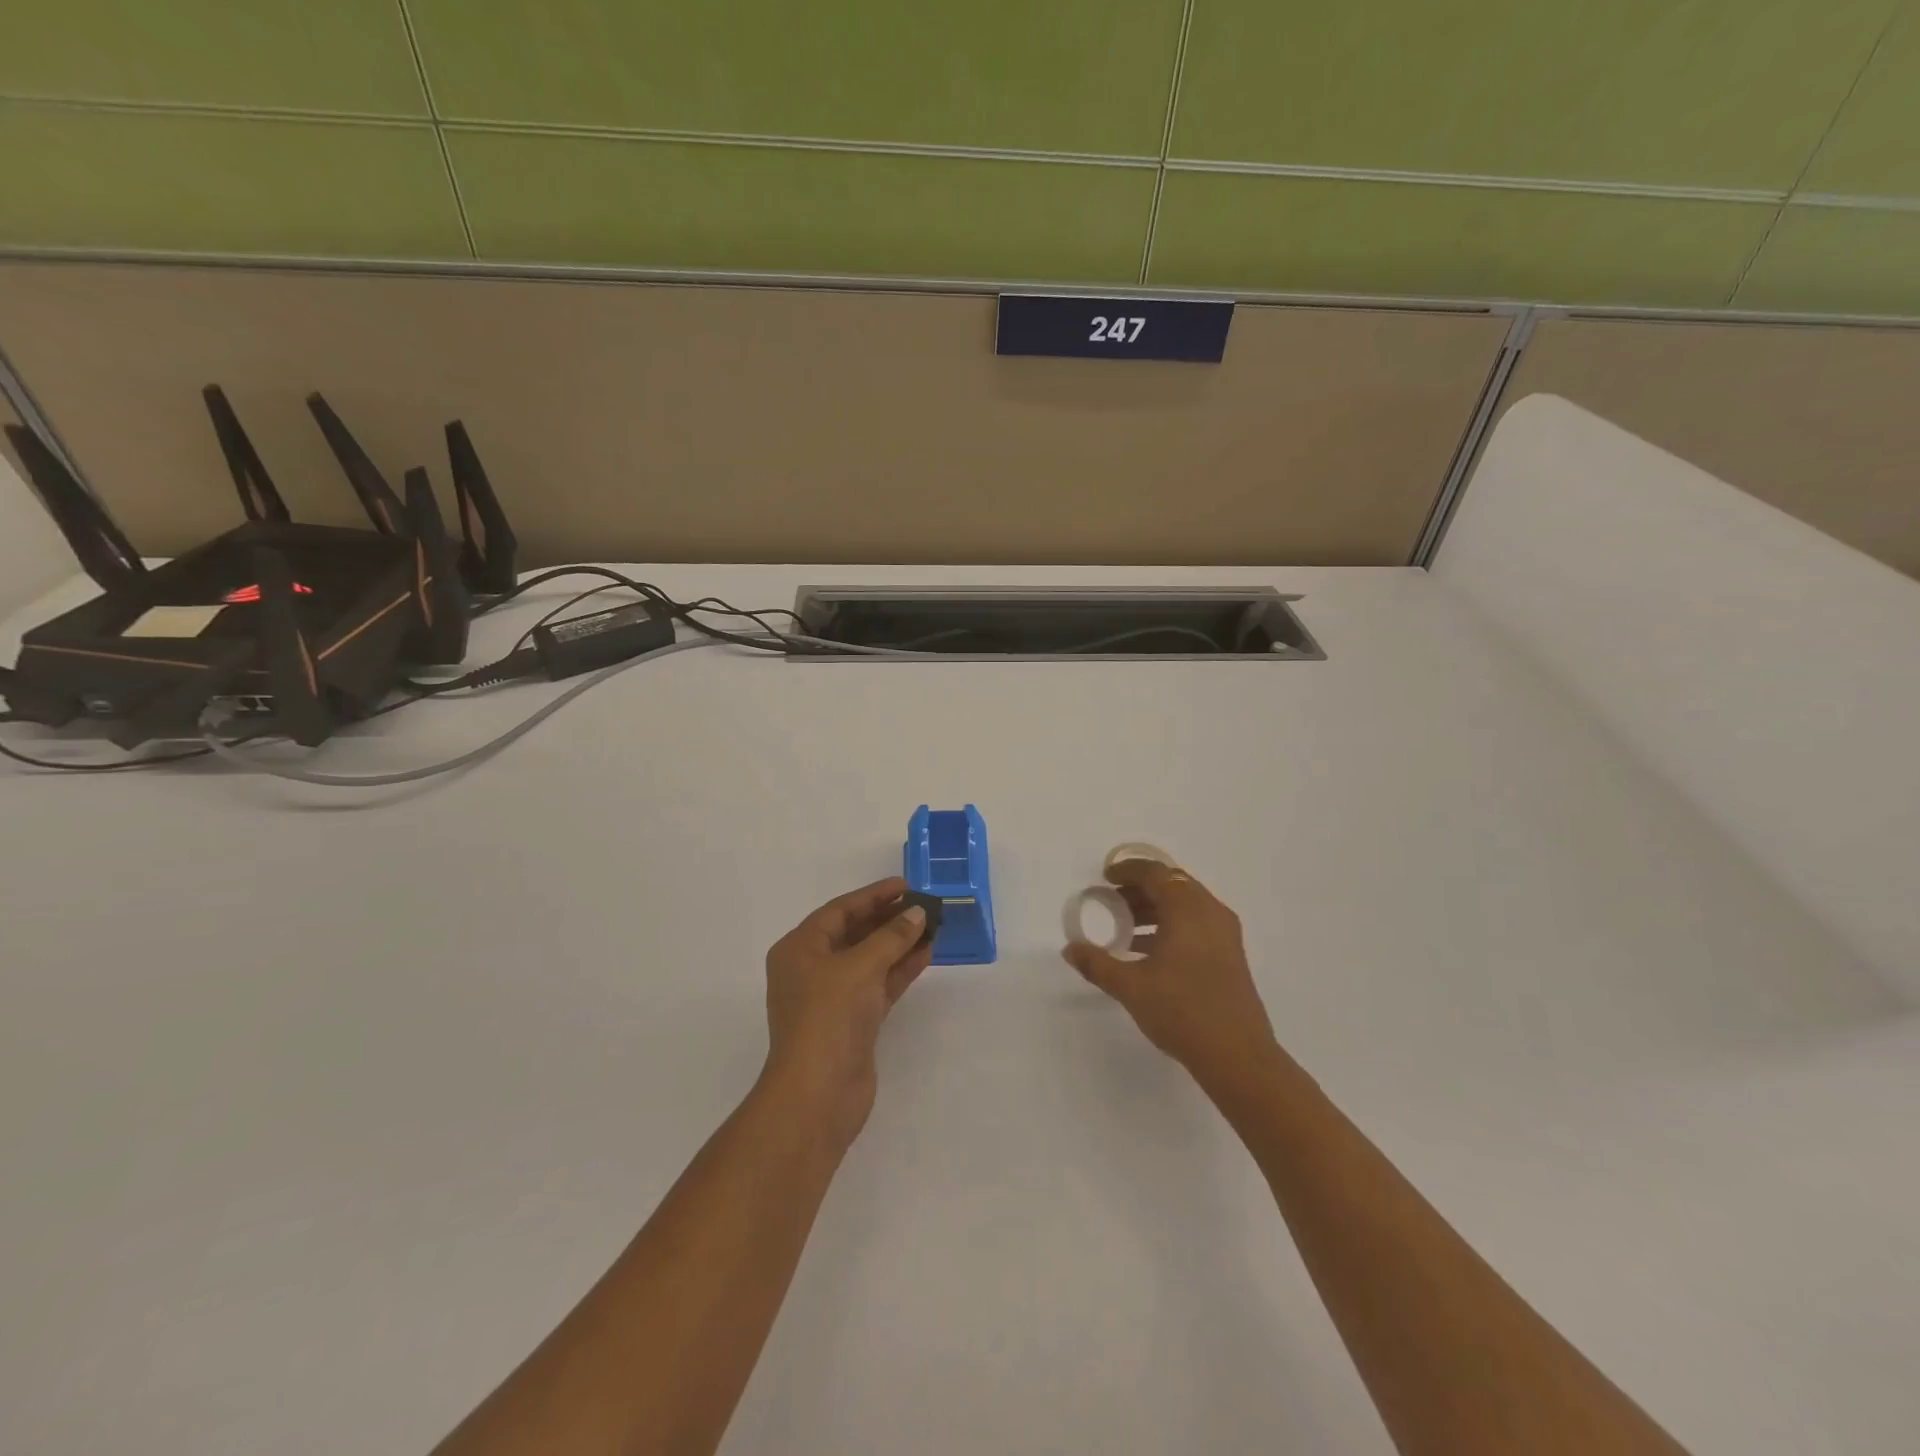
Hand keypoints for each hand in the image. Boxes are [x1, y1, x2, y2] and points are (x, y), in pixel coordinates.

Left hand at [763, 876, 931, 1150]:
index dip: (873, 896)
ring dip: (899, 943)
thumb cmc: (829, 1016)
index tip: (906, 885)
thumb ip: (892, 936)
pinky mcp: (852, 1022)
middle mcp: (811, 969)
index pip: (839, 911)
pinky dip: (900, 969)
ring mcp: (832, 998)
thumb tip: (918, 913)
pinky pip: (878, 984)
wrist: (818, 1093)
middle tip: (923, 905)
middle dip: (888, 919)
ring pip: (869, 960)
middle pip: (854, 933)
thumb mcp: (861, 966)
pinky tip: (926, 954)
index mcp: (799, 949)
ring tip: (933, 926)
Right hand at [1062, 859, 1279, 1085]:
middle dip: (1140, 889)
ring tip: (1126, 928)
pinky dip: (1172, 925)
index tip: (1105, 877)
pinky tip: (1150, 951)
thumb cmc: (1182, 1011)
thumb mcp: (1131, 987)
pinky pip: (1197, 923)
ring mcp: (1225, 934)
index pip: (1156, 873)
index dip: (1128, 870)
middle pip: (1172, 885)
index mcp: (1187, 910)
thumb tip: (1070, 949)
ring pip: (1186, 905)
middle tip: (1111, 901)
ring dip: (1156, 908)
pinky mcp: (1231, 954)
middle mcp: (1210, 912)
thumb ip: (1097, 964)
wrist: (1238, 1056)